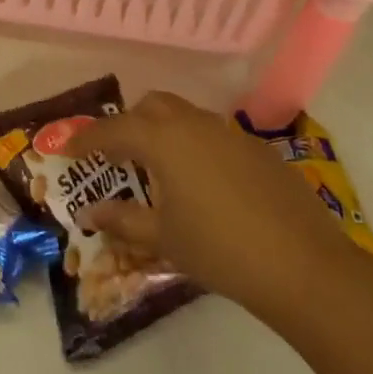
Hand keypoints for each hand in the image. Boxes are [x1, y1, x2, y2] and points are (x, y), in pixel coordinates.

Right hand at [64, 91, 358, 322]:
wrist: (304, 267)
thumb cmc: (219, 250)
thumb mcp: (163, 238)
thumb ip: (122, 220)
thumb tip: (90, 213)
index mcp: (163, 140)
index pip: (112, 130)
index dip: (86, 139)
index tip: (68, 149)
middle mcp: (195, 124)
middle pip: (151, 106)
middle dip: (128, 124)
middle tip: (117, 155)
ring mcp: (232, 134)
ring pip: (186, 116)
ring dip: (164, 132)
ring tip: (160, 169)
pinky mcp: (260, 150)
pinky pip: (215, 135)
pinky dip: (196, 147)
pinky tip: (204, 184)